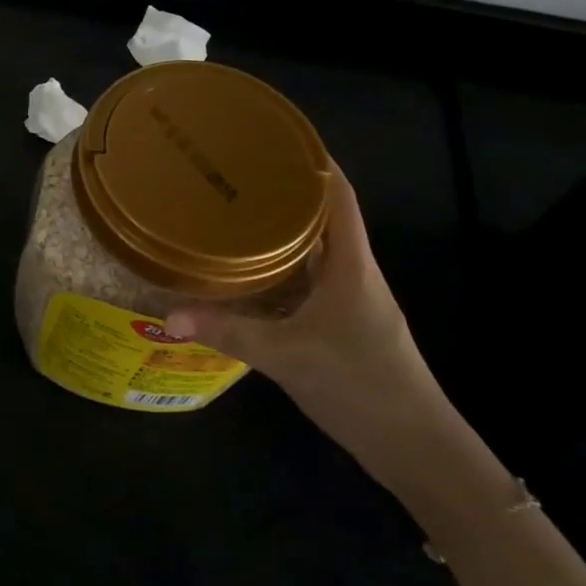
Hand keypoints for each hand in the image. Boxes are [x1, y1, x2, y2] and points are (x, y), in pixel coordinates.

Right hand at [164, 164, 462, 492]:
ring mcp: (350, 299)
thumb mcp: (287, 356)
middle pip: (323, 215)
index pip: (339, 195)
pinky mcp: (342, 322)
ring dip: (282, 228)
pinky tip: (248, 269)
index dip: (314, 161)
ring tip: (235, 209)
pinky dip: (281, 264)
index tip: (277, 136)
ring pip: (314, 248)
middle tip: (237, 170)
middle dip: (285, 190)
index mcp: (351, 264)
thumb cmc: (361, 386)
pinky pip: (308, 277)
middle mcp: (353, 272)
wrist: (416, 449)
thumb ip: (228, 331)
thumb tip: (169, 315)